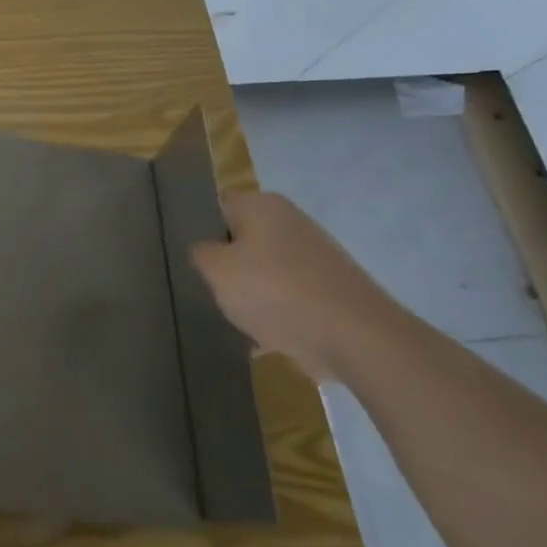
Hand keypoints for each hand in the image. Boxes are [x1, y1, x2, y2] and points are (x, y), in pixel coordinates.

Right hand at [189, 191, 401, 382]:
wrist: (357, 339)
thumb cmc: (276, 292)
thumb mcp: (217, 271)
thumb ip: (201, 254)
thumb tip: (207, 251)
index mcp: (263, 205)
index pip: (218, 206)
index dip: (199, 228)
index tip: (189, 256)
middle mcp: (290, 222)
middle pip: (242, 240)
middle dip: (226, 264)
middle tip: (206, 288)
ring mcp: (314, 256)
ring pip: (265, 270)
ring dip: (250, 292)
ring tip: (232, 318)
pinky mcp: (330, 290)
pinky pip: (289, 297)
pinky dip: (276, 314)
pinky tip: (260, 340)